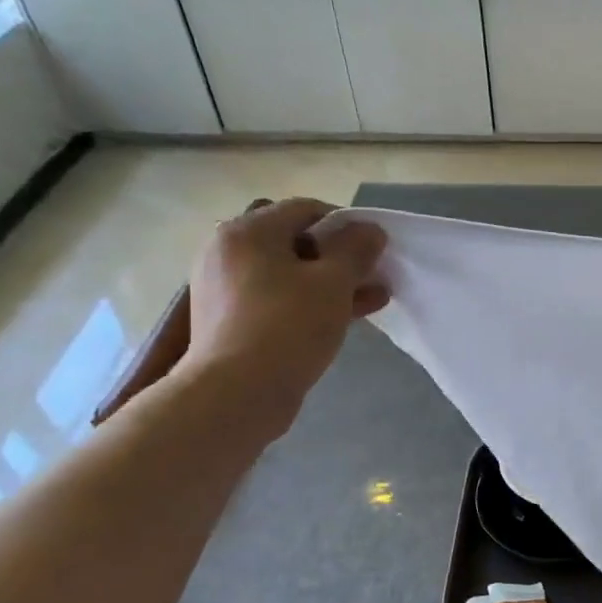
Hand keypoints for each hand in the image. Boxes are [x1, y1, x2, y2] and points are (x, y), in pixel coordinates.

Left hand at [176, 198, 388, 435]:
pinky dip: (310, 302)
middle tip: (375, 275)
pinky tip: (345, 317)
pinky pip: (278, 299)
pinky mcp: (231, 320)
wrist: (237, 393)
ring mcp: (226, 288)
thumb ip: (356, 249)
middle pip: (296, 242)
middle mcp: (229, 251)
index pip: (306, 209)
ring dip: (332, 282)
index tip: (374, 249)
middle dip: (342, 257)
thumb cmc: (288, 325)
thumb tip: (370, 230)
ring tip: (373, 299)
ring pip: (290, 274)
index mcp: (248, 231)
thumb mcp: (334, 282)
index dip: (347, 224)